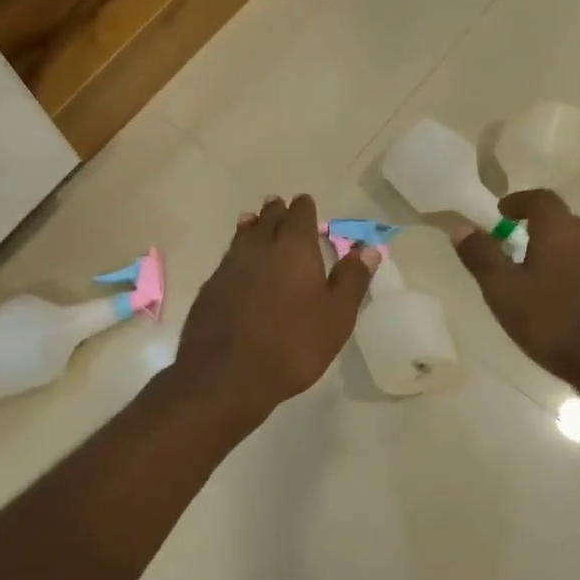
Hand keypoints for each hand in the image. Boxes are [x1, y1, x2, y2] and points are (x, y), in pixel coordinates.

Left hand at [174, 195, 378, 418]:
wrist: (227, 375)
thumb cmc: (293, 344)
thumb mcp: (336, 315)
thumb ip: (352, 279)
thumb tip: (369, 249)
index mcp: (294, 248)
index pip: (300, 214)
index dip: (304, 208)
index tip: (306, 204)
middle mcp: (259, 248)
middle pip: (268, 219)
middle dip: (276, 212)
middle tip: (280, 207)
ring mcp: (229, 267)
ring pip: (243, 235)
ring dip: (252, 227)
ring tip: (254, 221)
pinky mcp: (210, 288)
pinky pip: (227, 259)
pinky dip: (236, 254)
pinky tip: (237, 265)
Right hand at [452, 189, 579, 400]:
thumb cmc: (551, 320)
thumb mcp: (503, 290)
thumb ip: (482, 256)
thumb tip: (462, 228)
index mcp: (560, 230)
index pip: (541, 198)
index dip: (519, 201)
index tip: (501, 212)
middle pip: (561, 220)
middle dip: (535, 226)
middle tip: (511, 242)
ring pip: (576, 245)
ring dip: (553, 250)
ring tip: (530, 272)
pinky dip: (568, 271)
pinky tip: (555, 298)